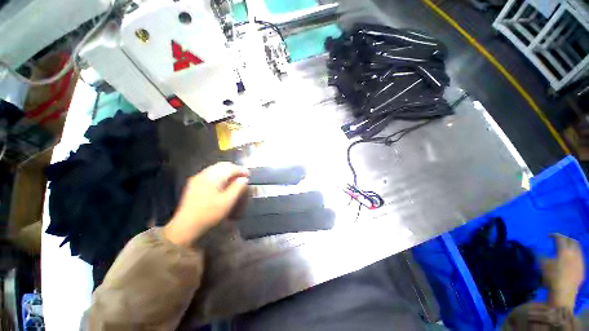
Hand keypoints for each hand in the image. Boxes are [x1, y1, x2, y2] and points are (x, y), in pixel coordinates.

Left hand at [163, 162, 248, 245]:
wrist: (186, 227)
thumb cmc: (209, 214)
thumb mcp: (227, 202)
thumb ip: (238, 188)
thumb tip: (244, 179)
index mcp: (213, 177)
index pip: (230, 168)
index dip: (241, 170)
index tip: (249, 175)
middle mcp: (204, 174)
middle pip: (222, 165)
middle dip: (234, 169)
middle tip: (243, 176)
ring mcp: (198, 178)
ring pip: (216, 168)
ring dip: (227, 171)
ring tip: (234, 179)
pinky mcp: (194, 184)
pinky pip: (210, 173)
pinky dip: (220, 175)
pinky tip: (222, 183)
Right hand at [543, 234, 585, 309]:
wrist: (563, 293)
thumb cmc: (551, 277)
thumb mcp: (542, 265)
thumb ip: (539, 254)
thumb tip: (536, 248)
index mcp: (564, 250)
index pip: (560, 238)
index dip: (555, 235)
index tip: (548, 235)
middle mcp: (574, 253)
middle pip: (572, 241)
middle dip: (566, 239)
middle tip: (559, 240)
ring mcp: (580, 262)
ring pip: (578, 250)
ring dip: (571, 247)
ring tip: (565, 250)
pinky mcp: (582, 269)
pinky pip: (580, 258)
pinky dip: (575, 256)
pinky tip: (570, 261)